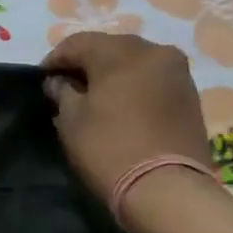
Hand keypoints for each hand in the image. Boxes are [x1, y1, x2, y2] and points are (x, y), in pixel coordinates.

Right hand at [42, 32, 211, 202]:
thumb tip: (57, 82)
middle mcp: (155, 51)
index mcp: (122, 52)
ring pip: (135, 62)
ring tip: (95, 98)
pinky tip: (121, 106)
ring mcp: (178, 73)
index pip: (78, 43)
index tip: (43, 79)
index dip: (56, 59)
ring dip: (112, 74)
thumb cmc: (109, 149)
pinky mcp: (190, 95)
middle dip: (86, 63)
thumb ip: (62, 92)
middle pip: (110, 47)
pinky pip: (153, 79)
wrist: (166, 188)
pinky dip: (134, 86)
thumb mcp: (71, 120)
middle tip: (67, 86)